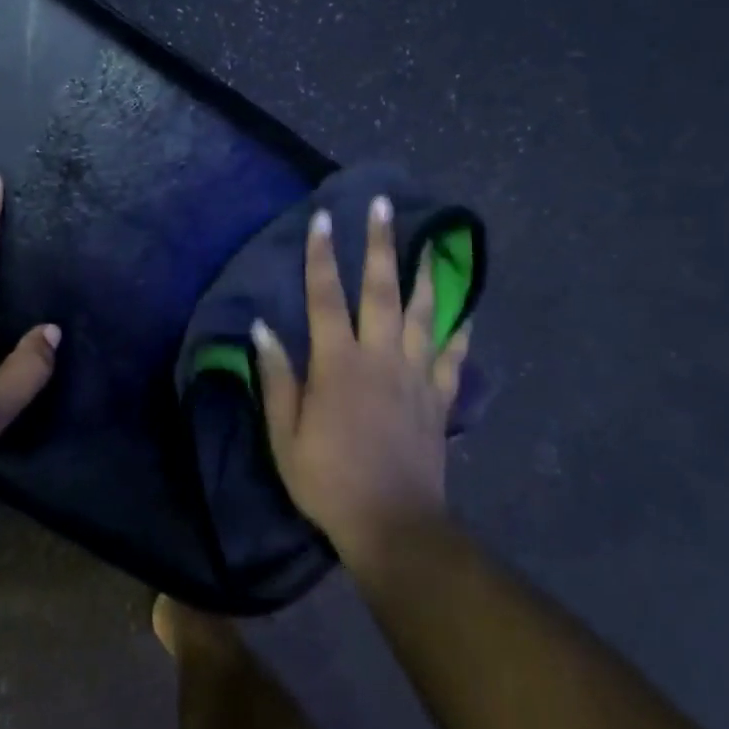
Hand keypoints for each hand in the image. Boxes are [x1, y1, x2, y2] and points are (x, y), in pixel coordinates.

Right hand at [252, 197, 470, 561]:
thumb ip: (277, 379)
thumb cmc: (327, 480)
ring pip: (424, 313)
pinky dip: (460, 331)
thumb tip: (262, 329)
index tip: (323, 218)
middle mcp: (380, 357)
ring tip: (433, 243)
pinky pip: (453, 356)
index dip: (322, 256)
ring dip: (427, 274)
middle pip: (381, 290)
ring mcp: (415, 375)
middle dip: (380, 245)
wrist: (392, 522)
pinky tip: (466, 311)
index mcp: (338, 364)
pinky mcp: (438, 398)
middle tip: (384, 206)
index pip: (325, 297)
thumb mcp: (284, 436)